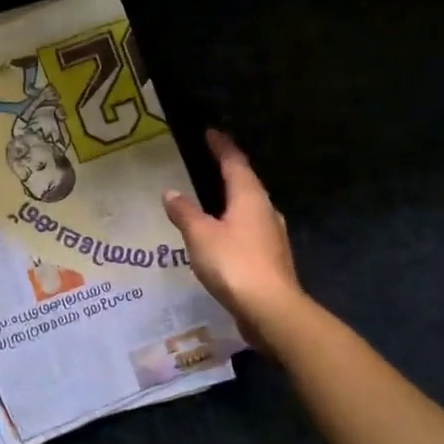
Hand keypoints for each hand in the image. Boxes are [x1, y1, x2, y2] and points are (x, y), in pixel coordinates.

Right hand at [163, 129, 303, 333]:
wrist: (271, 310)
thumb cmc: (234, 264)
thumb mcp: (200, 235)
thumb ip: (185, 212)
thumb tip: (171, 192)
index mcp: (250, 197)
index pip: (235, 162)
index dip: (222, 147)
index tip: (210, 133)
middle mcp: (265, 210)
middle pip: (247, 183)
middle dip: (229, 171)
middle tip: (210, 161)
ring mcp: (272, 235)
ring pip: (250, 208)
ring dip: (233, 199)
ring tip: (213, 197)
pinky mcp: (271, 258)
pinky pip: (249, 230)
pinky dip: (235, 223)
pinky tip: (223, 234)